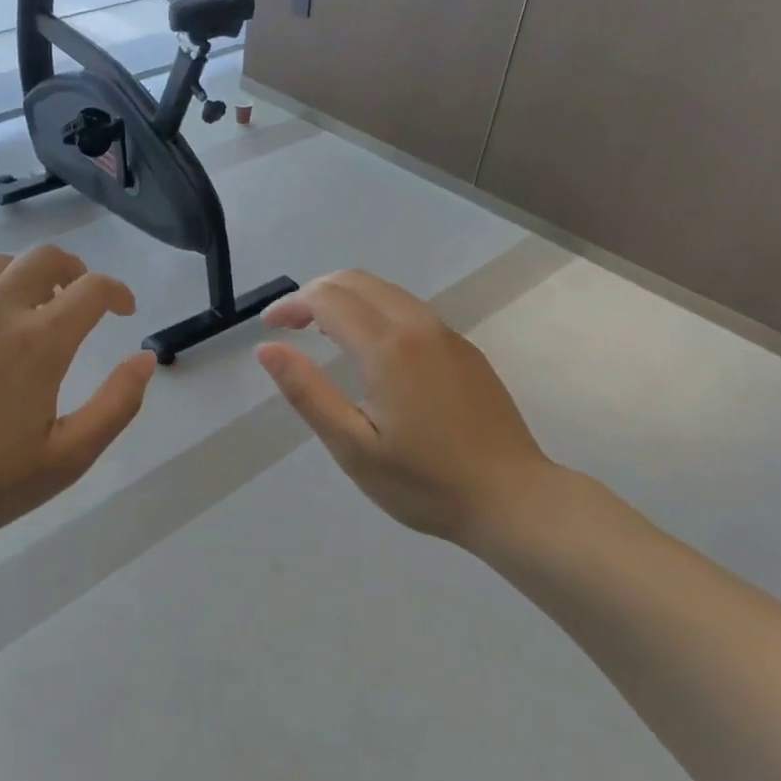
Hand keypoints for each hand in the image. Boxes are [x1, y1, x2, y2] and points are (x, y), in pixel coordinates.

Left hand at [0, 245, 155, 551]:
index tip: (122, 310)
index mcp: (39, 342)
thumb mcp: (69, 457)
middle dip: (73, 270)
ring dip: (23, 278)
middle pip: (44, 258)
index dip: (117, 292)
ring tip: (26, 309)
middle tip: (77, 298)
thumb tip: (145, 358)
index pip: (92, 288)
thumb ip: (117, 404)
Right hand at [256, 269, 555, 547]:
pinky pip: (411, 311)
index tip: (268, 328)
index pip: (327, 299)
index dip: (291, 305)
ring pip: (387, 292)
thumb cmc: (424, 482)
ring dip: (347, 299)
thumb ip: (307, 392)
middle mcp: (418, 326)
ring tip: (321, 332)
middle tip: (289, 326)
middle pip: (357, 281)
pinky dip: (376, 311)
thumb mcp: (353, 447)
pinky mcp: (465, 350)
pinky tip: (371, 349)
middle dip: (315, 293)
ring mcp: (447, 336)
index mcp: (387, 347)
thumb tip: (267, 349)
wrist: (513, 499)